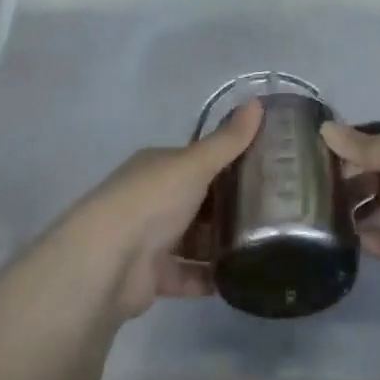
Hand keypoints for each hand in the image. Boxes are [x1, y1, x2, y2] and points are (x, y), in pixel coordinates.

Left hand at [59, 100, 260, 320]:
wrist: (107, 262)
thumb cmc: (152, 200)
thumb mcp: (195, 163)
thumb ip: (228, 140)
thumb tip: (258, 102)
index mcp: (158, 166)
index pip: (197, 161)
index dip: (229, 163)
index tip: (265, 170)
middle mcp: (151, 198)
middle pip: (198, 201)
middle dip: (229, 206)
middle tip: (271, 212)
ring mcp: (149, 239)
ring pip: (194, 239)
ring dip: (221, 243)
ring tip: (264, 246)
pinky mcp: (152, 277)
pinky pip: (188, 275)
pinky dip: (210, 278)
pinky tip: (241, 278)